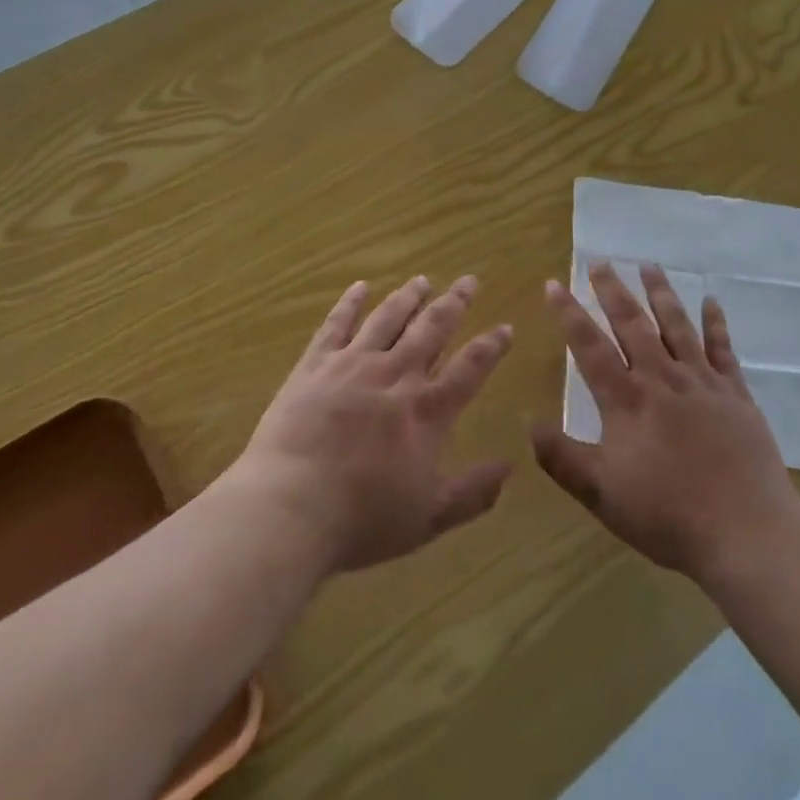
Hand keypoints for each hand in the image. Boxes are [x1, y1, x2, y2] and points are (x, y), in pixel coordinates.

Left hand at [232, 275, 512, 573]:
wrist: (289, 507)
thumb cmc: (362, 519)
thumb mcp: (428, 517)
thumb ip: (472, 493)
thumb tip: (511, 468)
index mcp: (426, 411)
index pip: (469, 368)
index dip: (491, 346)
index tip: (505, 327)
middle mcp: (395, 375)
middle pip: (431, 329)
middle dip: (454, 303)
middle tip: (469, 281)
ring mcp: (352, 364)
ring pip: (388, 318)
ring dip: (409, 297)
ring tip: (423, 279)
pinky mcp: (315, 365)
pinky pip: (336, 324)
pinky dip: (350, 303)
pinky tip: (360, 287)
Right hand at [530, 262, 799, 586]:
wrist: (747, 533)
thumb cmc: (667, 515)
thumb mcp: (600, 493)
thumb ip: (560, 457)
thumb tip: (526, 420)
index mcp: (627, 400)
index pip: (589, 346)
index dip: (568, 313)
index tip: (553, 284)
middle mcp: (662, 378)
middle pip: (632, 324)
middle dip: (612, 291)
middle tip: (599, 262)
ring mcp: (702, 383)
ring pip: (677, 325)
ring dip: (660, 293)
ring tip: (649, 265)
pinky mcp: (736, 394)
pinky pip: (723, 349)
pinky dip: (716, 323)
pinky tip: (711, 301)